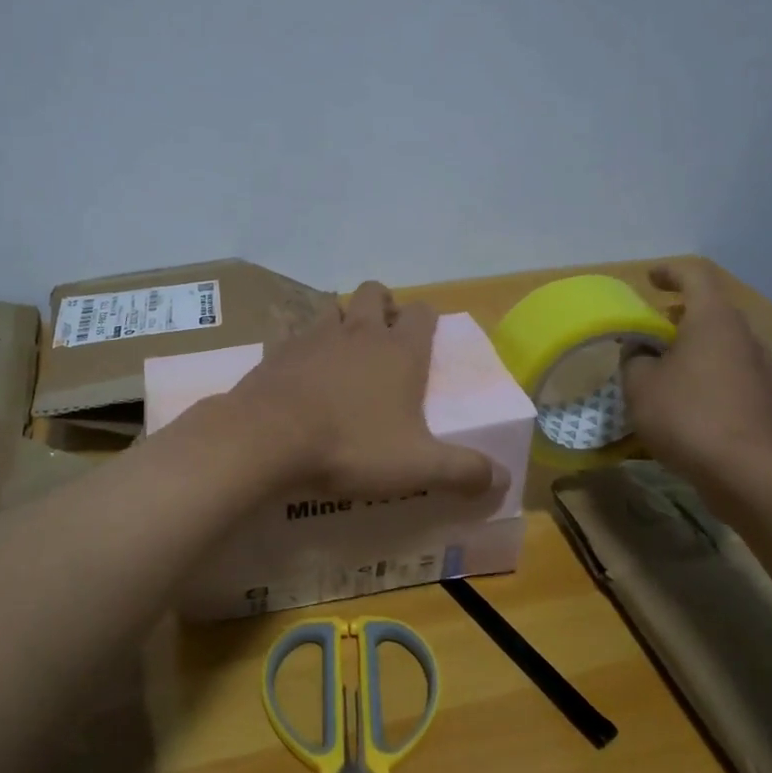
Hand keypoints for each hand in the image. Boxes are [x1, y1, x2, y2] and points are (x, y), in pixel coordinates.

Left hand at [230, 281, 502, 500]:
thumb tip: (503, 479)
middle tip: (385, 340)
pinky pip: (294, 335)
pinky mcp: (278, 350)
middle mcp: (359, 332)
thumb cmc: (351, 446)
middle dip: (383, 306)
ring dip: (342, 321)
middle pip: (375, 292)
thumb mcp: (417, 466)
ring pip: (333, 308)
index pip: (422, 312)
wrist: (269, 437)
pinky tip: (300, 374)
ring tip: (343, 354)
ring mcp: (314, 335)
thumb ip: (463, 471)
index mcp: (399, 350)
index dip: (427, 320)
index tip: (426, 338)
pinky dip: (302, 347)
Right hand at [621, 261, 771, 485]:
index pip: (694, 276)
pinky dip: (702, 368)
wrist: (746, 471)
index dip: (669, 272)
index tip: (648, 280)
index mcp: (712, 319)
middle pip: (709, 308)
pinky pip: (726, 367)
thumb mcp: (640, 383)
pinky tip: (680, 394)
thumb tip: (641, 351)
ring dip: (689, 343)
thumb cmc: (686, 415)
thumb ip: (634, 357)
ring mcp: (756, 365)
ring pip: (718, 340)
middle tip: (647, 327)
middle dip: (676, 313)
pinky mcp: (760, 394)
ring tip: (659, 363)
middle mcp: (741, 334)